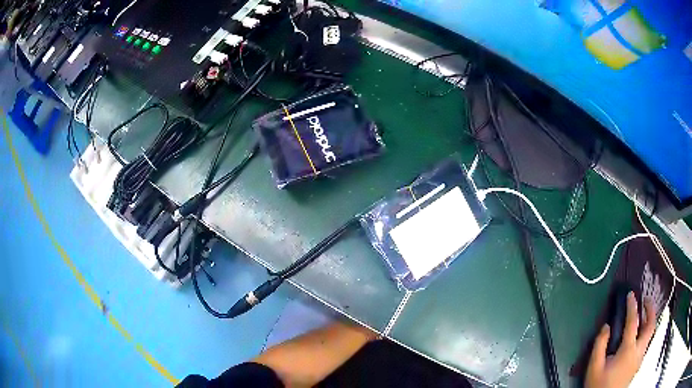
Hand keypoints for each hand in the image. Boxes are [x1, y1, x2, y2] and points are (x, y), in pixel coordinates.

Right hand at [585, 292, 655, 387]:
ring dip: (649, 320)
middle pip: (651, 325)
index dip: (632, 306)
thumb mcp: (594, 367)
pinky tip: (639, 336)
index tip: (631, 294)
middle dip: (650, 309)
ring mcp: (640, 358)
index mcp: (628, 350)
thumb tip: (606, 326)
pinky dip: (646, 333)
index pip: (633, 322)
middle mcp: (639, 350)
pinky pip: (646, 343)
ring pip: (650, 334)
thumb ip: (599, 345)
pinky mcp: (639, 364)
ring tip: (644, 315)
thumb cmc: (599, 385)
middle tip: (646, 300)